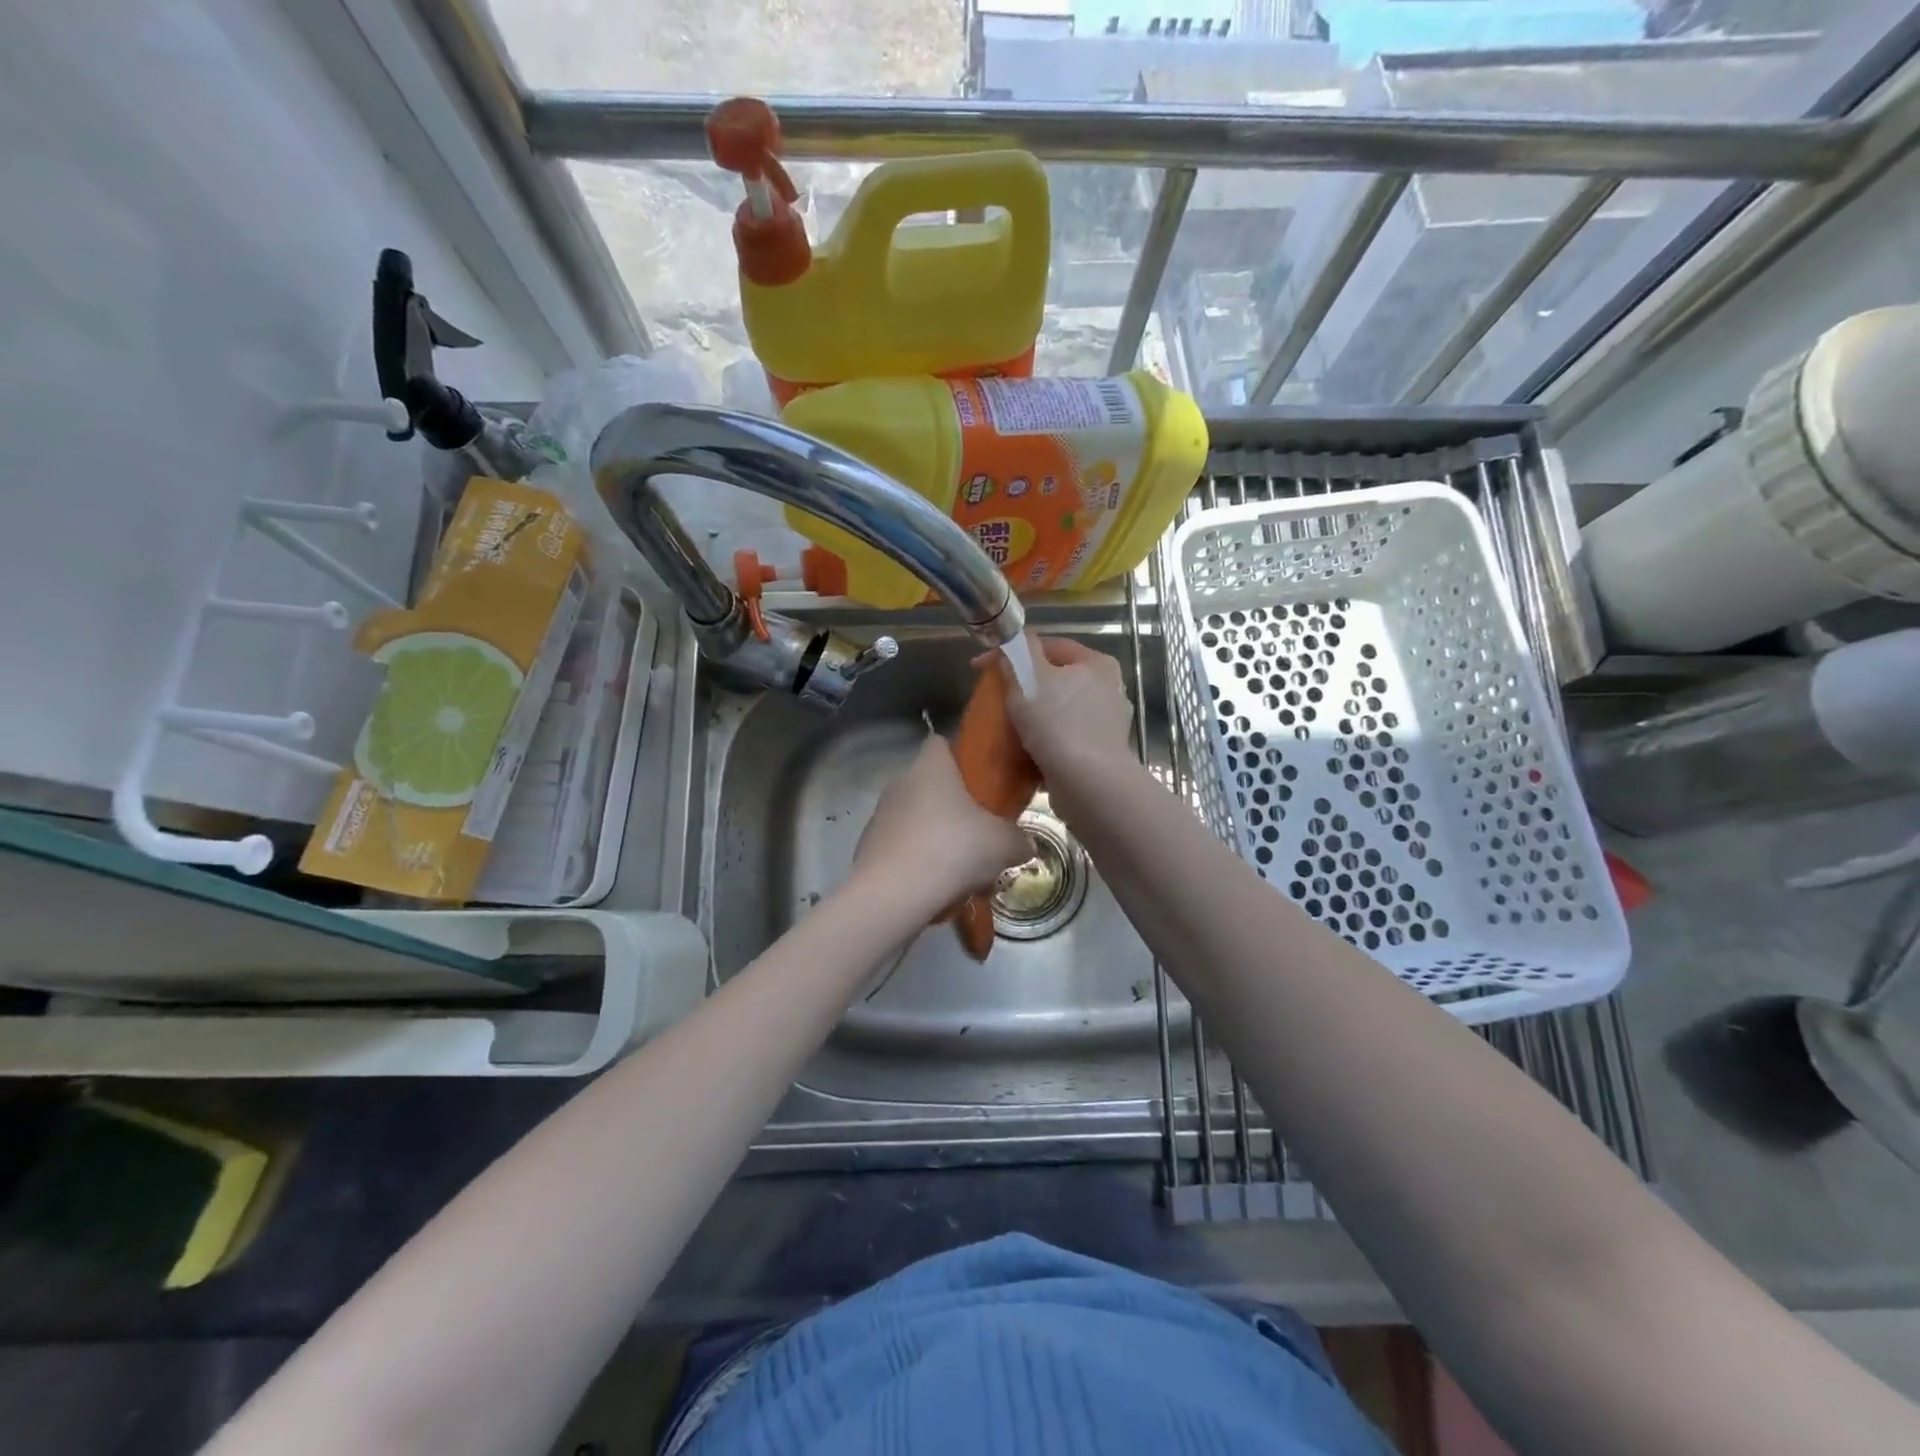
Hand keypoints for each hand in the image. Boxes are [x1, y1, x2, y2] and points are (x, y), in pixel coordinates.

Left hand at [849, 737, 1032, 919]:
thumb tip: (1024, 844)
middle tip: (983, 835)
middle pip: (933, 787)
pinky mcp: (869, 850)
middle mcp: (900, 783)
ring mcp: (881, 817)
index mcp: (930, 767)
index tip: (984, 781)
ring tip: (966, 874)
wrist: (893, 895)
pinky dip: (922, 865)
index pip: (942, 743)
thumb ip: (1018, 839)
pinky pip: (904, 850)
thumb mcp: (1003, 844)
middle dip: (957, 810)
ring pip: (920, 822)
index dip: (963, 757)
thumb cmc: (953, 849)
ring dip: (941, 841)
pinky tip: (941, 891)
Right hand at [999, 634, 1135, 788]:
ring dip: (1033, 718)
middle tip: (994, 698)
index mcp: (1097, 664)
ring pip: (1059, 712)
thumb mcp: (1029, 677)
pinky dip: (1043, 743)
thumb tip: (1011, 646)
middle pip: (1056, 680)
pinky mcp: (1099, 755)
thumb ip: (1018, 652)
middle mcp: (1108, 690)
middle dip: (1024, 687)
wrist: (1088, 784)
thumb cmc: (1058, 723)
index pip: (1050, 646)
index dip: (1013, 652)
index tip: (980, 668)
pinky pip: (1063, 740)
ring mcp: (1106, 725)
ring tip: (1005, 728)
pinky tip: (1023, 752)